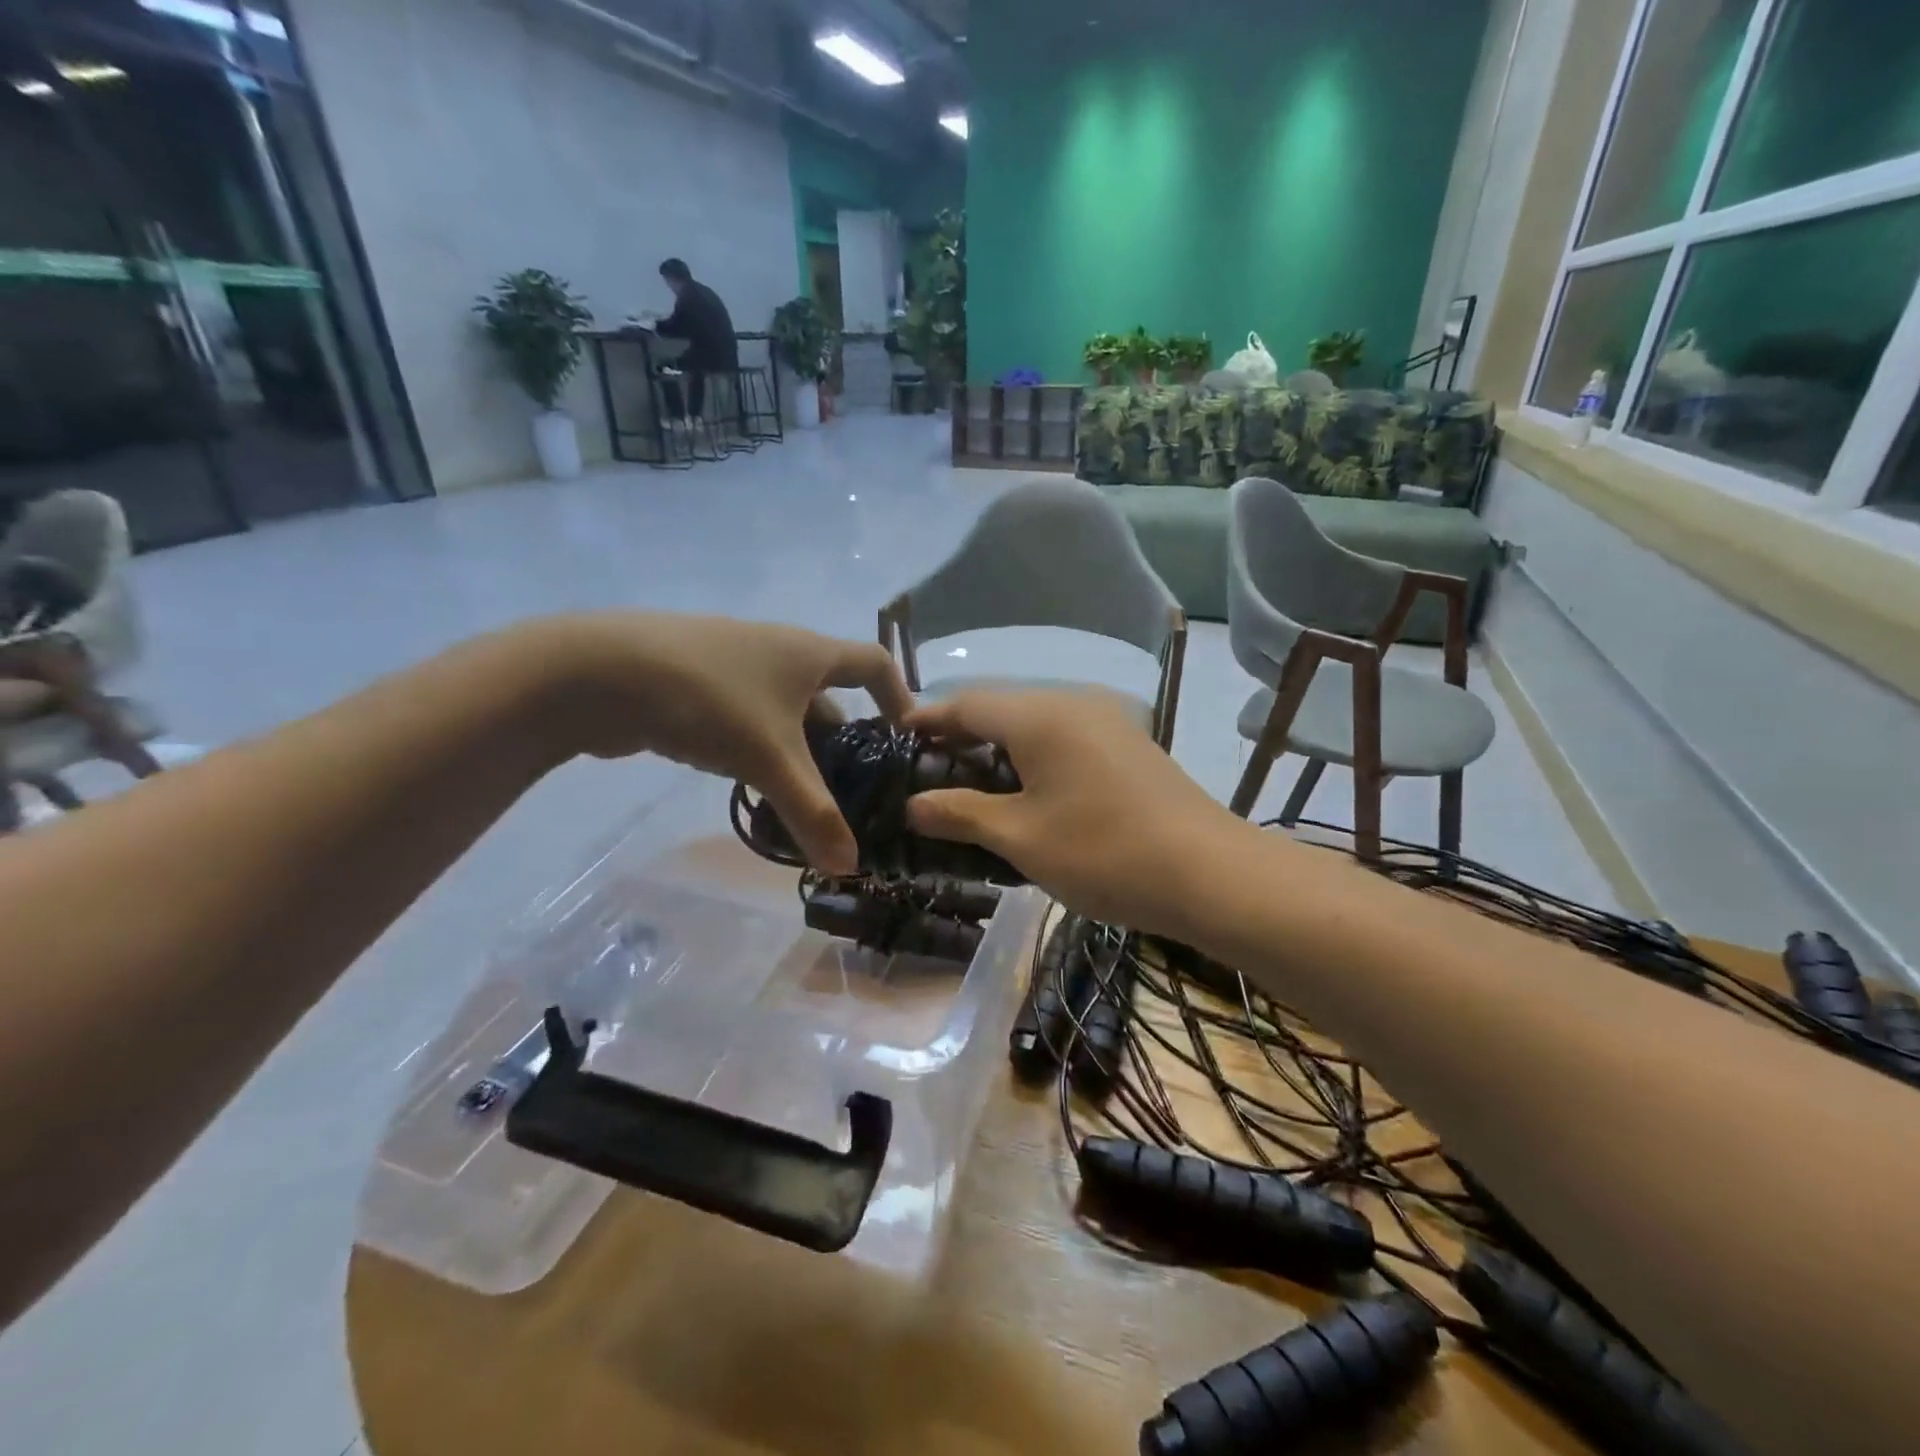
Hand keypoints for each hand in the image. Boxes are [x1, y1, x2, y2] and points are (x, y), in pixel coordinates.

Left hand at [530, 614, 911, 873]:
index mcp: (808, 652)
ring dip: (799, 750)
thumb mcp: (770, 759)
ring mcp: (734, 666)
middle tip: (853, 789)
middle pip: (828, 694)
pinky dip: (760, 748)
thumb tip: (851, 866)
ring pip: (784, 710)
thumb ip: (813, 813)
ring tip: (804, 798)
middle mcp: (777, 651)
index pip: (874, 663)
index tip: (907, 737)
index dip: (899, 695)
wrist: (599, 674)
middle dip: (844, 740)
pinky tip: (752, 784)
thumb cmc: (709, 700)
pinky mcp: (698, 685)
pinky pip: (748, 717)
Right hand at [902, 689, 1259, 936]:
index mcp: (1039, 714)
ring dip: (997, 750)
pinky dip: (1032, 758)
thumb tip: (912, 804)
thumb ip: (960, 813)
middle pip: (999, 709)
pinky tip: (1025, 793)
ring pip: (1033, 724)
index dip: (926, 720)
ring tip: (968, 788)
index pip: (965, 704)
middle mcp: (1072, 702)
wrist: (1211, 874)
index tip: (894, 740)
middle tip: (926, 775)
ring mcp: (1106, 720)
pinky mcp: (1128, 744)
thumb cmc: (1103, 852)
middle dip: (959, 738)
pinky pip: (1063, 738)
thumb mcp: (1020, 837)